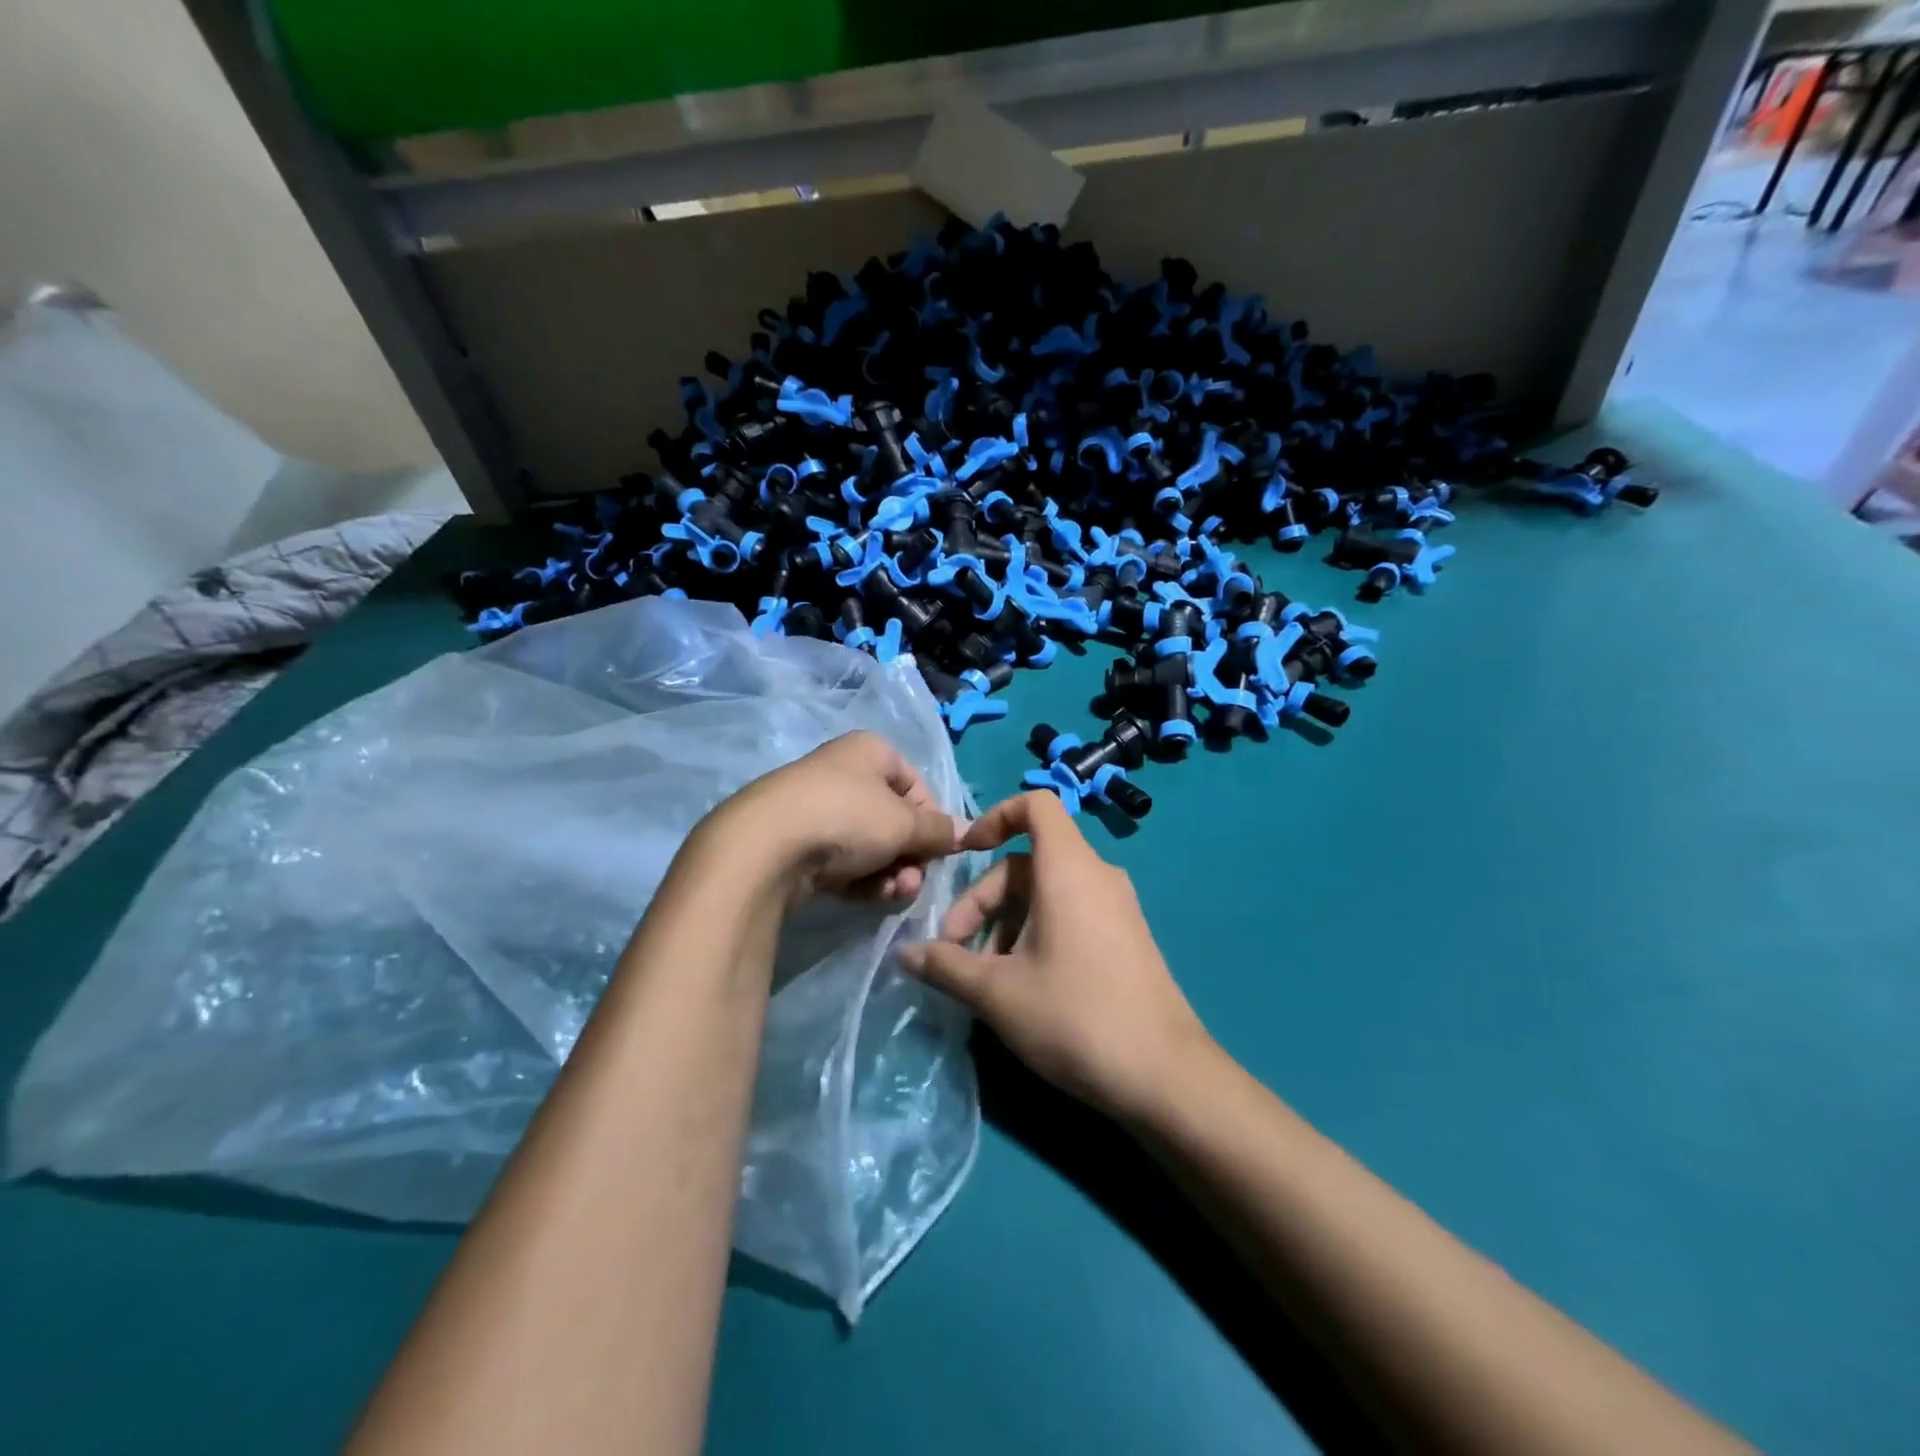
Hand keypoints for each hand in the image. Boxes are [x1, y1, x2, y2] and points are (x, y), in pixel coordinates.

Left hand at [701, 731, 963, 903]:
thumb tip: (969, 833)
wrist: (766, 847)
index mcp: (870, 751)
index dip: (932, 818)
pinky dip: (860, 879)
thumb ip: (939, 830)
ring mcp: (816, 808)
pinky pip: (841, 860)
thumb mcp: (904, 823)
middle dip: (910, 854)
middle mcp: (843, 773)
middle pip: (892, 818)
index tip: (940, 849)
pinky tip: (867, 896)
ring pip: (869, 844)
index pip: (916, 784)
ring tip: (891, 893)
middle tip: (912, 880)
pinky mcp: (797, 843)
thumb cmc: (847, 817)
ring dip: (889, 872)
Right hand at [899, 791, 1210, 1121]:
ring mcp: (1116, 907)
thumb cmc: (1074, 1016)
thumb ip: (945, 966)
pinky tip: (1021, 986)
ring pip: (1046, 894)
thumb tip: (904, 954)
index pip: (1035, 805)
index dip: (994, 817)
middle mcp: (1096, 875)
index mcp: (1068, 868)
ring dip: (1005, 924)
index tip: (964, 855)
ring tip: (983, 979)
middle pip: (1026, 862)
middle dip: (983, 900)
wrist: (1164, 1076)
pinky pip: (1070, 913)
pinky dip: (1036, 933)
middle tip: (954, 952)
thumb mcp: (997, 993)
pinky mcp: (1125, 937)